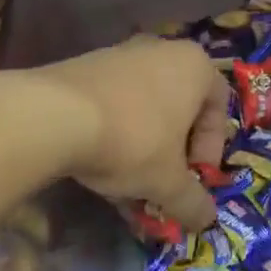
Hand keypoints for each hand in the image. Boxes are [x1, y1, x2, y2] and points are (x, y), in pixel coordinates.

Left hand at [34, 38, 230, 228]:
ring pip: (144, 106)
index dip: (211, 148)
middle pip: (180, 106)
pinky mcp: (84, 65)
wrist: (51, 115)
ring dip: (143, 143)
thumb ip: (192, 202)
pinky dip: (113, 131)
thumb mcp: (168, 182)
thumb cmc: (132, 140)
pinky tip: (98, 162)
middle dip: (174, 148)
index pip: (219, 107)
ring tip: (127, 179)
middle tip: (164, 178)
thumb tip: (207, 220)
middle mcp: (162, 50)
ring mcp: (120, 53)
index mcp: (195, 65)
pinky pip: (113, 102)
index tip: (195, 176)